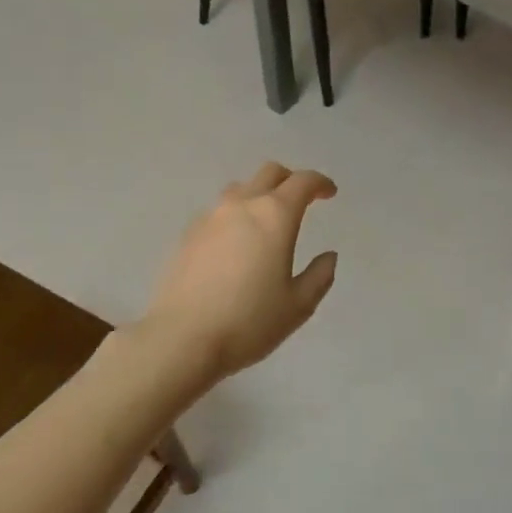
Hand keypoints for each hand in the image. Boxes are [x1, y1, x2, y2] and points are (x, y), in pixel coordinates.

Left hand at [144, 162, 338, 382]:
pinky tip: (236, 244)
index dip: (320, 183)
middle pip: (269, 174)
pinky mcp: (187, 235)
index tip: (329, 193)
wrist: (181, 338)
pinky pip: (218, 213)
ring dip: (259, 195)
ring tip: (266, 222)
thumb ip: (319, 276)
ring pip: (240, 189)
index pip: (303, 182)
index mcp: (275, 216)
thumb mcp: (298, 306)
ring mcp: (210, 218)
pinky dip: (235, 217)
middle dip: (290, 180)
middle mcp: (242, 206)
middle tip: (301, 200)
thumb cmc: (249, 322)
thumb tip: (328, 256)